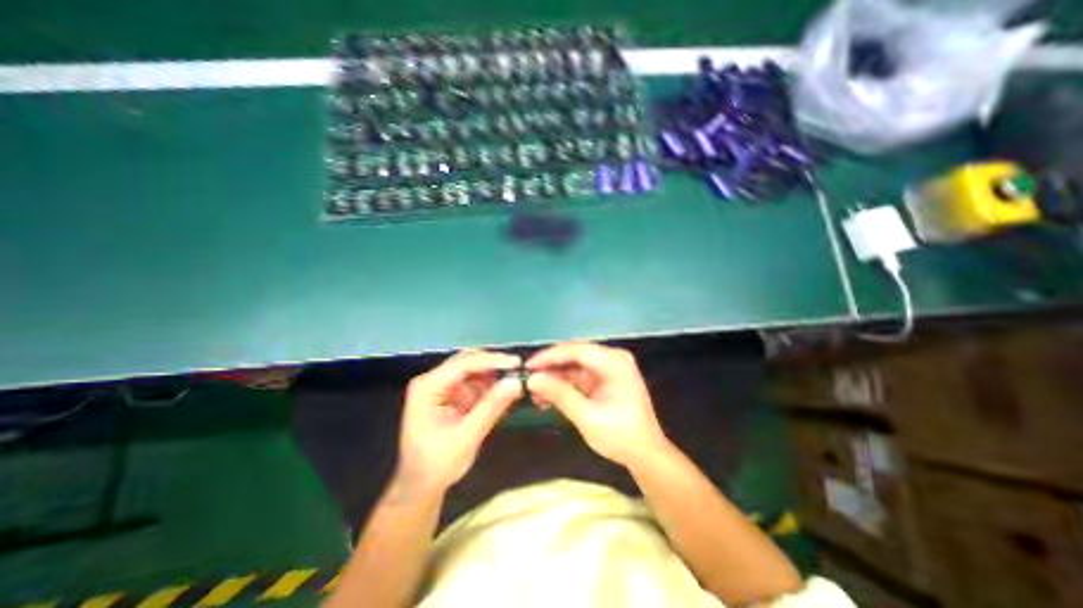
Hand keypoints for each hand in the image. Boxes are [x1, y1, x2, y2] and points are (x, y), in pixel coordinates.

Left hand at [394, 350, 524, 500]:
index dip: (492, 361)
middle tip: (519, 370)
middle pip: (468, 361)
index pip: (463, 363)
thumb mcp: (466, 437)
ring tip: (516, 382)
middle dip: (494, 365)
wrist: (421, 488)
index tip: (517, 363)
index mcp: (428, 387)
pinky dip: (491, 387)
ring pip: (474, 370)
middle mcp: (434, 381)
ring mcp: (443, 387)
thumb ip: (491, 407)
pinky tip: (505, 392)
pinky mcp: (453, 395)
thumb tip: (516, 382)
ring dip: (494, 375)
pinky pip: (475, 383)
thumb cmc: (437, 465)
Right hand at [525, 345, 669, 466]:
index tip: (527, 367)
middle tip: (528, 378)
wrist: (646, 455)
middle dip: (550, 367)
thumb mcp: (587, 416)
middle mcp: (612, 359)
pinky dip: (564, 386)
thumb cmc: (620, 436)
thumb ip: (560, 394)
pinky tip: (547, 397)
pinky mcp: (604, 379)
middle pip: (574, 355)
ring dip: (555, 378)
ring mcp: (608, 368)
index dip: (549, 356)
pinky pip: (578, 376)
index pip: (576, 350)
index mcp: (613, 362)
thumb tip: (532, 379)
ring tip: (534, 392)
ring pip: (574, 366)